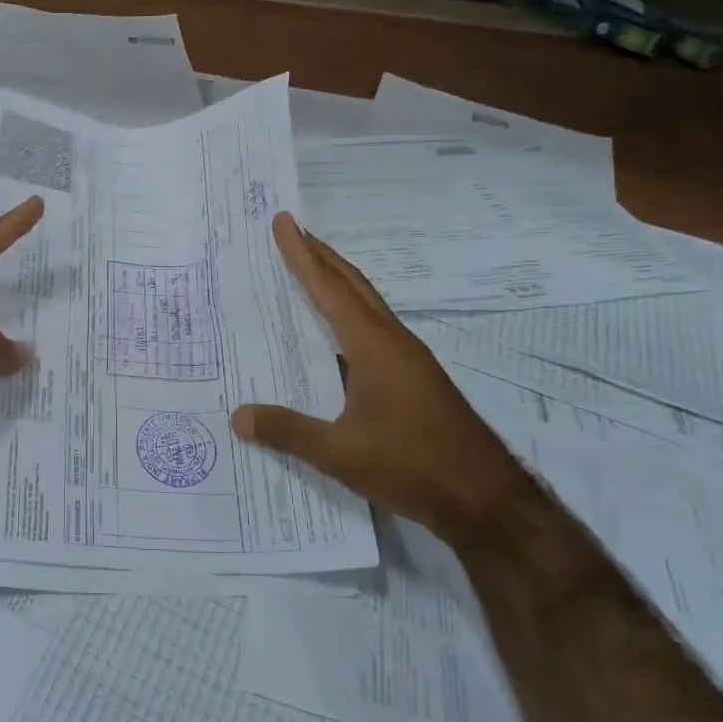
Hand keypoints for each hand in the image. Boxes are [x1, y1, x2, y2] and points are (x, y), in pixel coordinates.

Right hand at [231, 212, 530, 540]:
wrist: (484, 498)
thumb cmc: (412, 464)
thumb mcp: (340, 452)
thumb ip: (288, 431)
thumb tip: (238, 416)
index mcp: (374, 346)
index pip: (330, 289)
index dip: (303, 255)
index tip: (284, 222)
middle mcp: (393, 342)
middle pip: (354, 286)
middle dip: (322, 256)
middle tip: (293, 231)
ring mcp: (408, 361)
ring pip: (367, 307)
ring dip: (338, 284)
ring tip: (309, 272)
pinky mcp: (414, 380)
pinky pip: (372, 332)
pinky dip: (348, 317)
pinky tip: (334, 338)